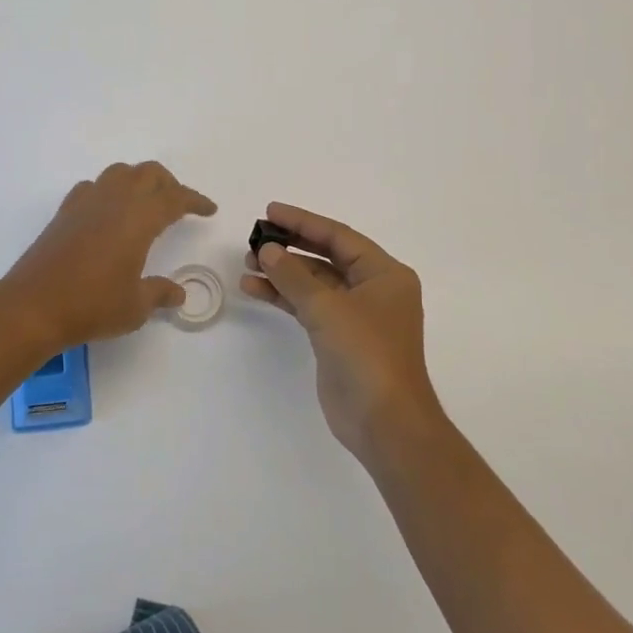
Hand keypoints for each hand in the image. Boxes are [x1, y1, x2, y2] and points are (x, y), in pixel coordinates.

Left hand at [0, 162, 216, 347]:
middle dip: (169, 184)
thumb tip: (178, 293)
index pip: (175, 198)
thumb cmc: (92, 305)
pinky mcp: (65, 213)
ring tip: (145, 204)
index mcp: (139, 218)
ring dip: (138, 181)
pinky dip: (109, 191)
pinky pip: (93, 187)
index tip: (209, 209)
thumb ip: (160, 293)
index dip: (195, 201)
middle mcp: (114, 201)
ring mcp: (86, 203)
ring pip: (119, 173)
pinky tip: (108, 213)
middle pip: (148, 174)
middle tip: (179, 205)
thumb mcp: (135, 307)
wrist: (33, 306)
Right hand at [241, 203, 441, 460]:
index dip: (303, 222)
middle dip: (291, 246)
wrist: (384, 422)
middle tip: (255, 236)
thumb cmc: (366, 355)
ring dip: (283, 273)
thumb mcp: (328, 309)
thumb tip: (268, 250)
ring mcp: (356, 315)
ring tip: (248, 263)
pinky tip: (255, 288)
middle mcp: (373, 289)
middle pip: (326, 256)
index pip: (338, 236)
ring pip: (314, 282)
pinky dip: (284, 297)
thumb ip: (294, 275)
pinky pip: (308, 306)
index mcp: (384, 273)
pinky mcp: (339, 338)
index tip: (270, 211)